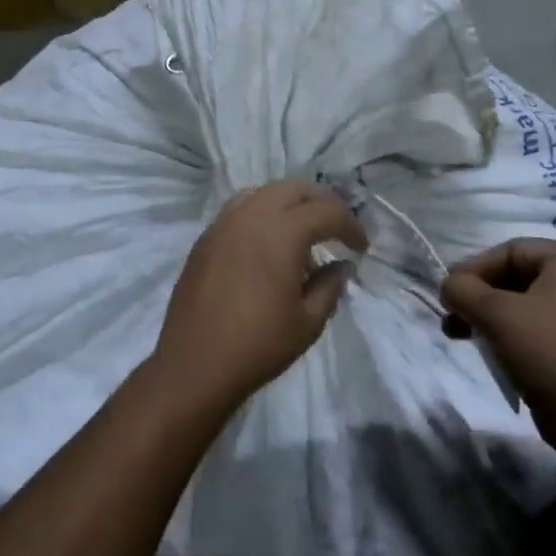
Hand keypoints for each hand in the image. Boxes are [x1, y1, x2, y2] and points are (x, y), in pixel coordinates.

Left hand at [153, 182, 368, 407]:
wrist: (194, 365)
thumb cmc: (258, 345)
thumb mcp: (308, 321)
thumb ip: (330, 286)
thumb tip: (341, 266)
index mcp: (281, 232)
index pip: (326, 211)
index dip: (350, 225)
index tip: (361, 247)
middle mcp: (250, 217)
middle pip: (293, 189)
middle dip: (320, 203)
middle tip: (336, 227)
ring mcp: (222, 225)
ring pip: (262, 194)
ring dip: (288, 204)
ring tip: (302, 232)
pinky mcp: (204, 240)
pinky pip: (238, 211)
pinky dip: (261, 216)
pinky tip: (267, 245)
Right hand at [440, 238, 555, 449]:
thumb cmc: (548, 352)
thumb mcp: (496, 315)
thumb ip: (463, 290)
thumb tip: (450, 286)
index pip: (510, 251)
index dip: (473, 269)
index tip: (449, 294)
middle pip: (520, 276)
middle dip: (480, 297)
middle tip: (453, 317)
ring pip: (530, 304)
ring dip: (493, 316)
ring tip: (463, 336)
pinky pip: (545, 326)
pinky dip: (516, 332)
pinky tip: (494, 350)